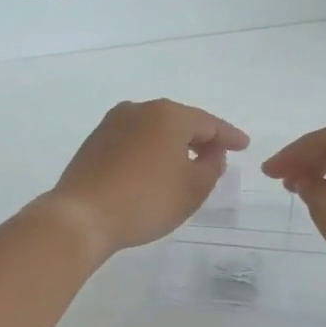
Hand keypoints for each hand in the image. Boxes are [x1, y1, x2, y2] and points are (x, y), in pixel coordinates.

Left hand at [39, 99, 249, 261]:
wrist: (81, 216)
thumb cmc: (146, 201)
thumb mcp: (193, 189)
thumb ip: (212, 166)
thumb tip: (210, 152)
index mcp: (168, 115)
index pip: (209, 123)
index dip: (229, 136)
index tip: (244, 145)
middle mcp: (139, 109)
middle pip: (180, 121)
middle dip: (200, 138)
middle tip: (216, 156)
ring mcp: (112, 124)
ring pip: (154, 130)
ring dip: (172, 145)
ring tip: (186, 165)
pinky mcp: (94, 142)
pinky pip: (133, 142)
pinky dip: (149, 152)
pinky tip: (154, 170)